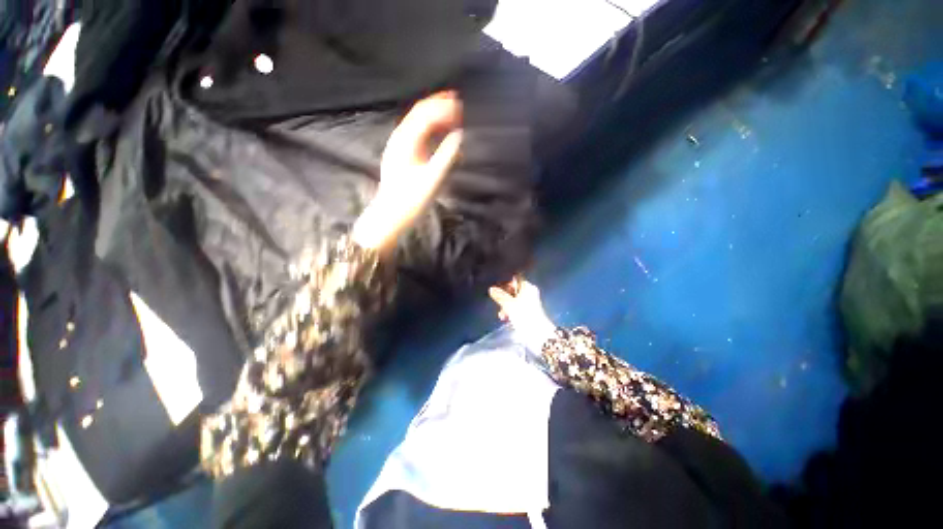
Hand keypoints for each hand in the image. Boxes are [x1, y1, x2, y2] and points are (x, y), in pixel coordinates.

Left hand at [352, 91, 462, 250]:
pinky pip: (415, 134)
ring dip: (433, 116)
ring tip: (450, 113)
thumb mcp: (432, 180)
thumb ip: (447, 156)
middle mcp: (399, 139)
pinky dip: (428, 129)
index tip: (461, 105)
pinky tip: (437, 132)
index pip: (425, 115)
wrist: (391, 215)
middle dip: (438, 106)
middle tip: (457, 102)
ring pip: (416, 123)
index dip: (443, 107)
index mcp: (406, 142)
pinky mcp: (400, 156)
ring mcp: (398, 147)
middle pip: (419, 114)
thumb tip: (459, 136)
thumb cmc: (411, 200)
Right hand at [488, 277, 556, 346]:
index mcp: (528, 288)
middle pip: (513, 292)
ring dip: (506, 307)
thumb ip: (500, 296)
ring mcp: (529, 304)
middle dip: (504, 298)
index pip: (515, 281)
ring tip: (502, 316)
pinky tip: (506, 319)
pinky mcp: (528, 313)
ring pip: (514, 301)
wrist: (537, 334)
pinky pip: (517, 309)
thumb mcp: (509, 305)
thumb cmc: (524, 315)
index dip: (505, 286)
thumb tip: (491, 289)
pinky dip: (511, 312)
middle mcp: (530, 294)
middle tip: (499, 305)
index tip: (497, 292)